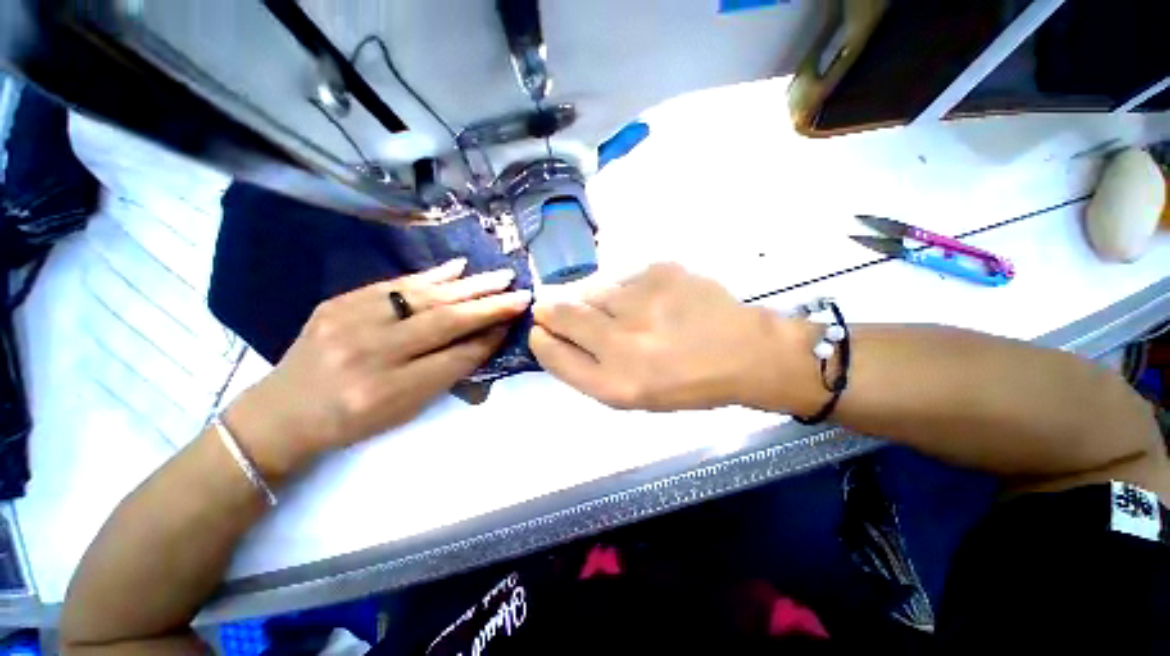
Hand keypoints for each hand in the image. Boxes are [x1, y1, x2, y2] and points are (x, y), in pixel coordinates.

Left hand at [225, 258, 531, 479]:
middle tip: (521, 293)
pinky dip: (433, 275)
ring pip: (425, 297)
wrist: (283, 412)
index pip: (456, 357)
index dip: (490, 337)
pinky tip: (460, 267)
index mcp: (389, 392)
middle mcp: (370, 353)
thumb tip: (488, 337)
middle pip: (445, 321)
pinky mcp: (338, 302)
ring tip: (501, 277)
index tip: (516, 320)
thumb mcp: (407, 409)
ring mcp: (349, 321)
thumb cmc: (353, 421)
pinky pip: (395, 284)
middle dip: (490, 306)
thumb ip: (449, 372)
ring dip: (470, 285)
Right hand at [529, 263, 819, 411]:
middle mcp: (622, 342)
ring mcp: (641, 301)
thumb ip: (584, 367)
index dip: (541, 337)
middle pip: (559, 311)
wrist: (743, 352)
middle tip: (567, 312)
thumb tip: (550, 333)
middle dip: (554, 310)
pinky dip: (620, 288)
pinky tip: (646, 301)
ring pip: (588, 289)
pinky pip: (618, 276)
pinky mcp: (659, 270)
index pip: (550, 351)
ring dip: (591, 299)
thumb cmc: (684, 383)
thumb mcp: (631, 394)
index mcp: (615, 383)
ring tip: (623, 311)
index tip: (542, 330)